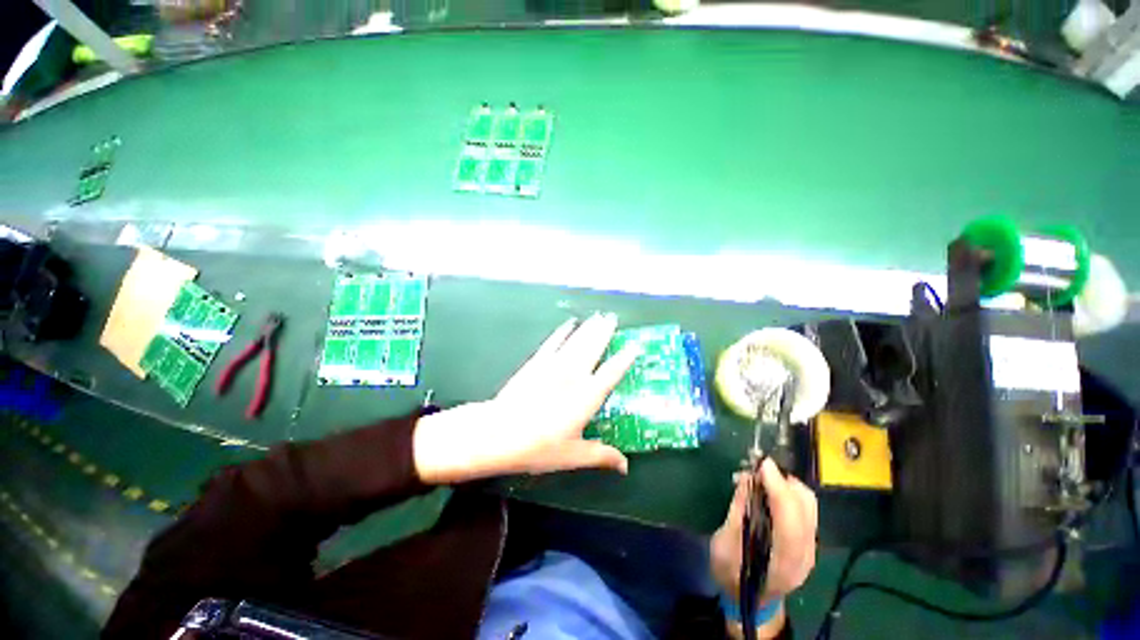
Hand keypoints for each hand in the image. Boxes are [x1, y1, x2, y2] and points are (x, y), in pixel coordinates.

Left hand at [413, 314, 640, 483]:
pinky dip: (562, 332)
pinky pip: (553, 342)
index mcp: (587, 396)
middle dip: (604, 332)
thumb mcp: (573, 456)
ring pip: (576, 341)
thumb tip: (625, 466)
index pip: (612, 373)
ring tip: (598, 317)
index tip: (635, 345)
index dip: (625, 358)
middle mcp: (573, 375)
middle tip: (612, 318)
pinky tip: (569, 324)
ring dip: (588, 328)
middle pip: (593, 348)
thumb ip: (601, 456)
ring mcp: (554, 366)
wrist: (499, 433)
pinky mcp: (536, 363)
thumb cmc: (539, 447)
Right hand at [710, 459, 817, 605]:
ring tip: (763, 477)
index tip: (763, 464)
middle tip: (758, 469)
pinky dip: (789, 493)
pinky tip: (770, 492)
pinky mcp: (808, 543)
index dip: (778, 487)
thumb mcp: (724, 545)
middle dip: (783, 480)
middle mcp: (804, 554)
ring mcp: (810, 549)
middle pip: (805, 506)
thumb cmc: (731, 575)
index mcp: (782, 559)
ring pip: (808, 505)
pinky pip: (805, 510)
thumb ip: (738, 511)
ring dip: (787, 484)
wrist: (750, 602)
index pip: (790, 518)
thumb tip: (747, 479)